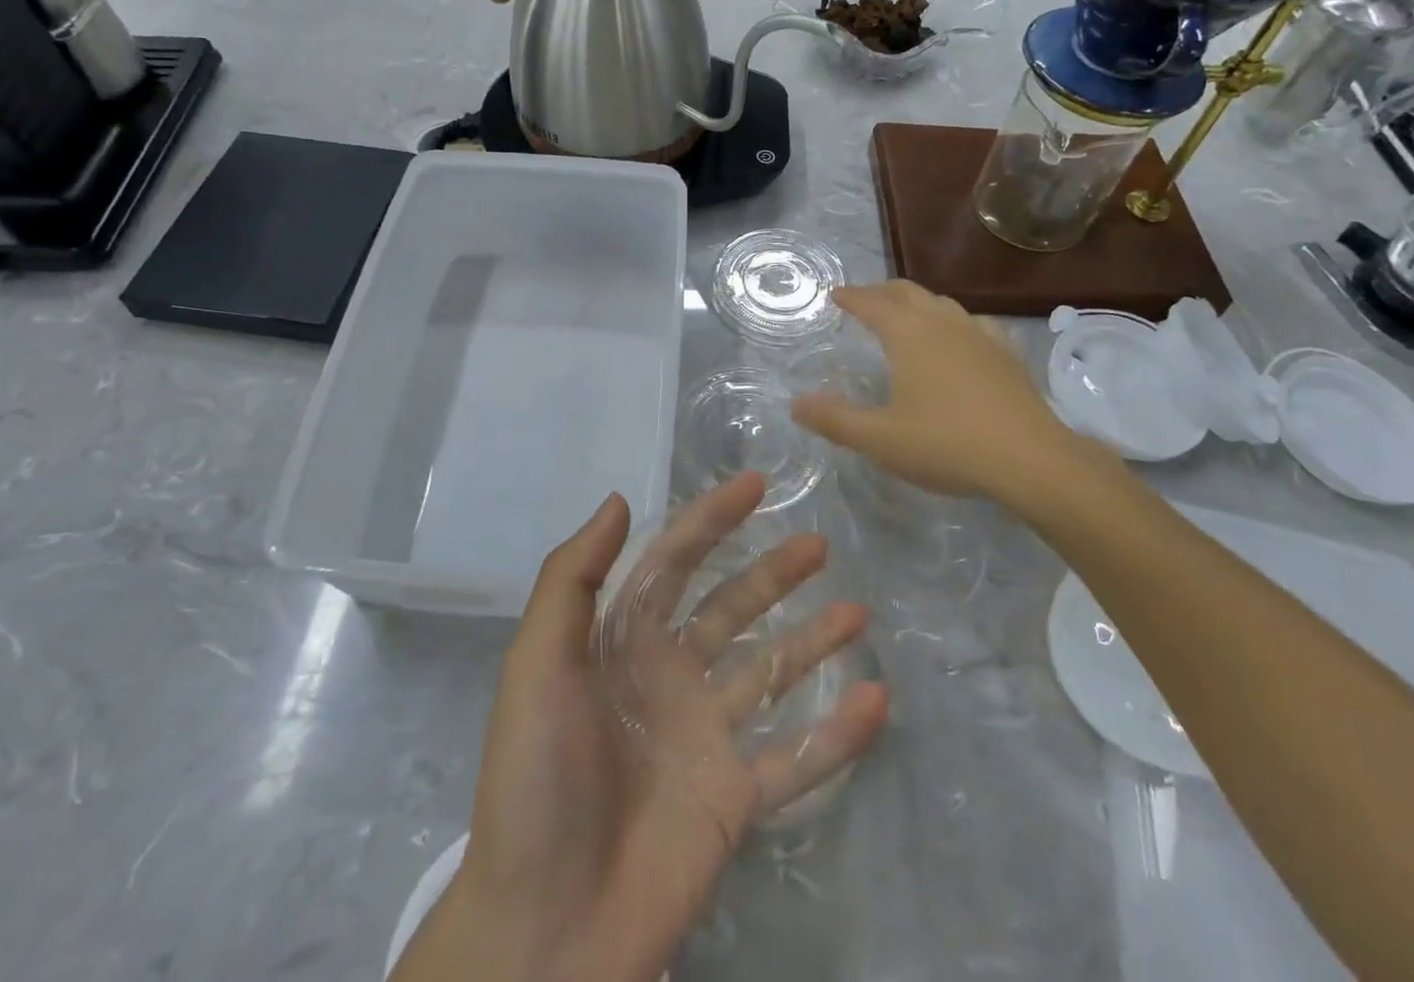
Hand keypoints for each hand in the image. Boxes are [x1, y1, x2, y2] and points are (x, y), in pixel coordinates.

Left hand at [393, 476, 887, 981]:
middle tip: (818, 544)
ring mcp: (705, 738)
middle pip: (730, 607)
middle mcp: (668, 676)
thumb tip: (619, 500)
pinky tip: (877, 700)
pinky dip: (837, 734)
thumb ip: (573, 578)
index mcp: (622, 641)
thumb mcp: (538, 663)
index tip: (755, 484)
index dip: (711, 519)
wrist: (545, 929)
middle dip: (771, 573)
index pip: (675, 561)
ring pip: (770, 673)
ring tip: (857, 610)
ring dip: (812, 640)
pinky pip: (796, 758)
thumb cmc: (537, 779)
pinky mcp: (733, 800)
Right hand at [791, 281, 1122, 524]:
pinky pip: (974, 323)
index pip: (872, 303)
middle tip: (865, 301)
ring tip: (907, 316)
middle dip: (882, 292)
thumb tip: (797, 404)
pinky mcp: (1007, 353)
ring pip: (942, 303)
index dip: (851, 297)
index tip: (835, 294)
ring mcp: (980, 334)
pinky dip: (954, 322)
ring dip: (918, 303)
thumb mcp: (879, 439)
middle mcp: (943, 323)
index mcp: (909, 334)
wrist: (1031, 460)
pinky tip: (960, 339)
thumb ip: (834, 420)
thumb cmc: (947, 443)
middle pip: (908, 292)